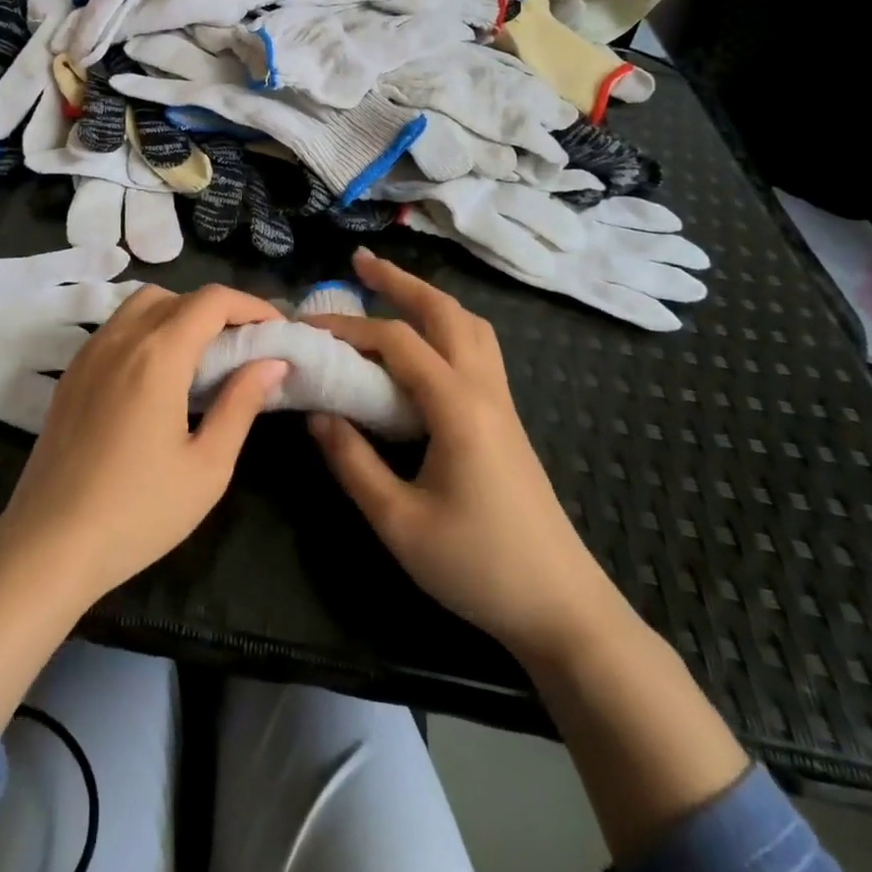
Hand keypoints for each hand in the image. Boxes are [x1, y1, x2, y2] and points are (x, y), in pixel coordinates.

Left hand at [0, 283, 286, 603]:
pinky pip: (117, 328)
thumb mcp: (207, 466)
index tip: (276, 331)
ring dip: (180, 314)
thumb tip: (271, 362)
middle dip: (219, 310)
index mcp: (158, 354)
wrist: (48, 545)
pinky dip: (148, 329)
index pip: (212, 301)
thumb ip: (241, 404)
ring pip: (142, 305)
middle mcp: (121, 338)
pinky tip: (159, 374)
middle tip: (245, 346)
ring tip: (204, 357)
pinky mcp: (72, 373)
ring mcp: (90, 353)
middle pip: (178, 296)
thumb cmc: (138, 511)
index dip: (251, 306)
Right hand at [303, 249, 620, 668]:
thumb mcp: (398, 522)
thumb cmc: (478, 566)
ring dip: (429, 298)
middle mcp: (483, 390)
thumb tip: (317, 413)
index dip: (349, 328)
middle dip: (400, 281)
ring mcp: (501, 402)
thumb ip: (352, 462)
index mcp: (457, 406)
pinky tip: (426, 344)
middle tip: (360, 262)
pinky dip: (448, 325)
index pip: (397, 342)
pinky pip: (478, 349)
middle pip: (444, 312)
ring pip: (469, 326)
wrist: (563, 608)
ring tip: (393, 290)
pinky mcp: (506, 420)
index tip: (308, 327)